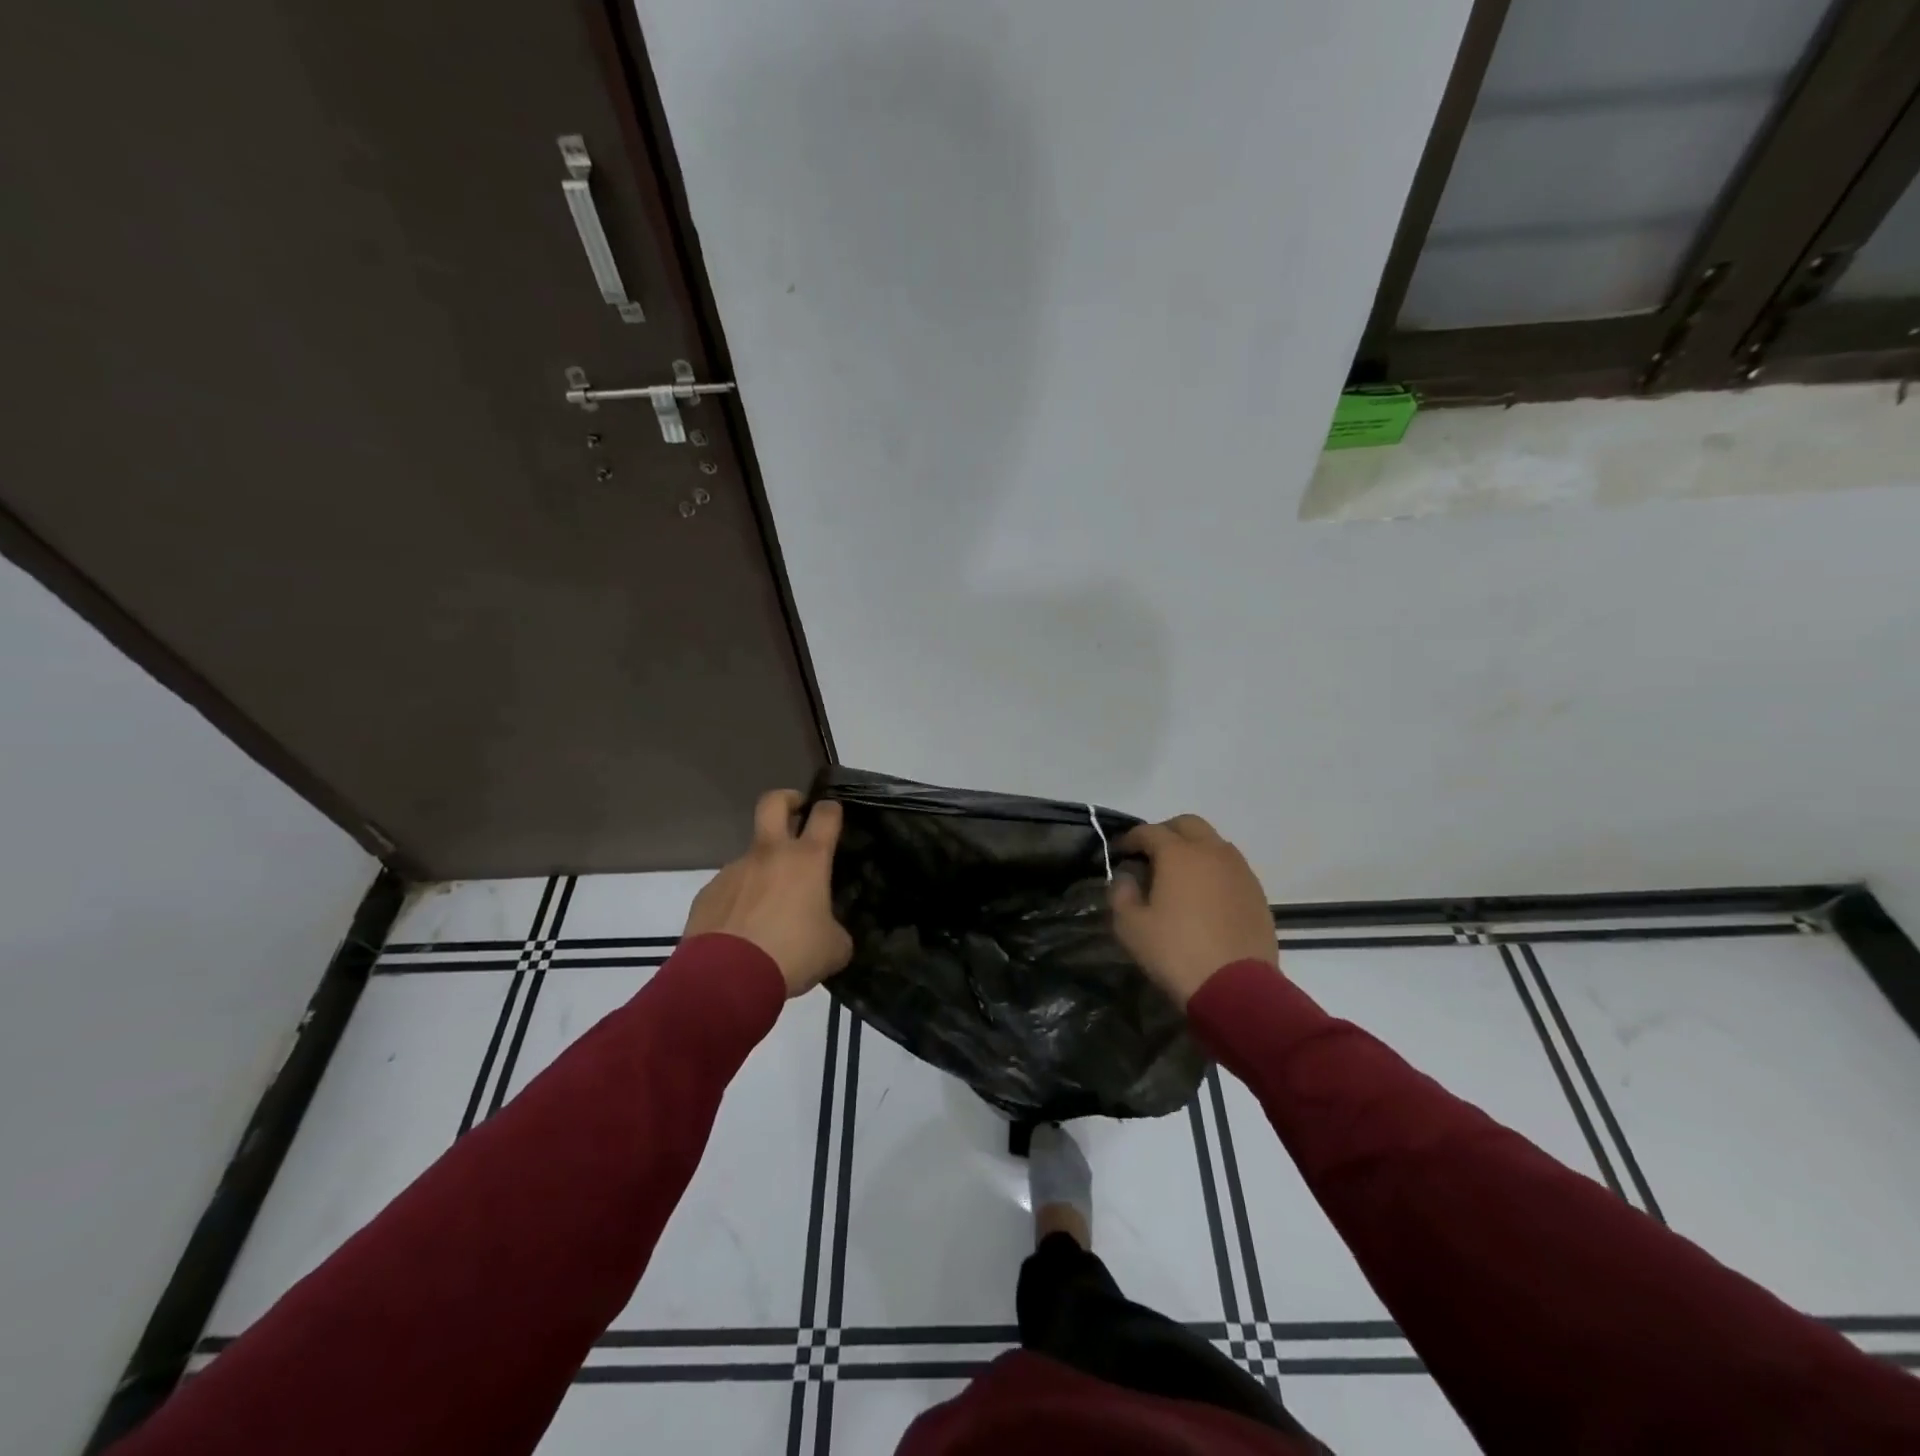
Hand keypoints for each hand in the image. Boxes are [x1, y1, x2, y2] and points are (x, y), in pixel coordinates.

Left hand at [685, 790, 852, 997]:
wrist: (726, 979)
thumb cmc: (792, 955)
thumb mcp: (834, 948)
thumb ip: (835, 930)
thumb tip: (829, 931)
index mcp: (807, 860)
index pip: (826, 815)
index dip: (832, 809)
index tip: (834, 814)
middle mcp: (770, 854)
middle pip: (774, 802)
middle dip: (787, 798)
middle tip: (796, 813)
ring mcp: (734, 870)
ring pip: (752, 856)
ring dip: (763, 871)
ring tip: (769, 910)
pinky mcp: (708, 892)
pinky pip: (731, 888)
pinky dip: (740, 900)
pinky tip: (743, 930)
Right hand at [1111, 815, 1277, 1006]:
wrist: (1237, 989)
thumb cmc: (1176, 953)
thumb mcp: (1130, 927)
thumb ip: (1121, 893)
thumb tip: (1126, 877)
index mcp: (1179, 854)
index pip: (1149, 831)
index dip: (1130, 839)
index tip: (1119, 853)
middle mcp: (1212, 852)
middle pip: (1187, 825)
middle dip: (1165, 833)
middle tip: (1150, 856)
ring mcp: (1240, 870)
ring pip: (1213, 843)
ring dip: (1193, 849)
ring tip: (1179, 876)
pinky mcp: (1257, 892)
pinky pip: (1230, 867)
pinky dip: (1213, 870)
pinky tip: (1204, 896)